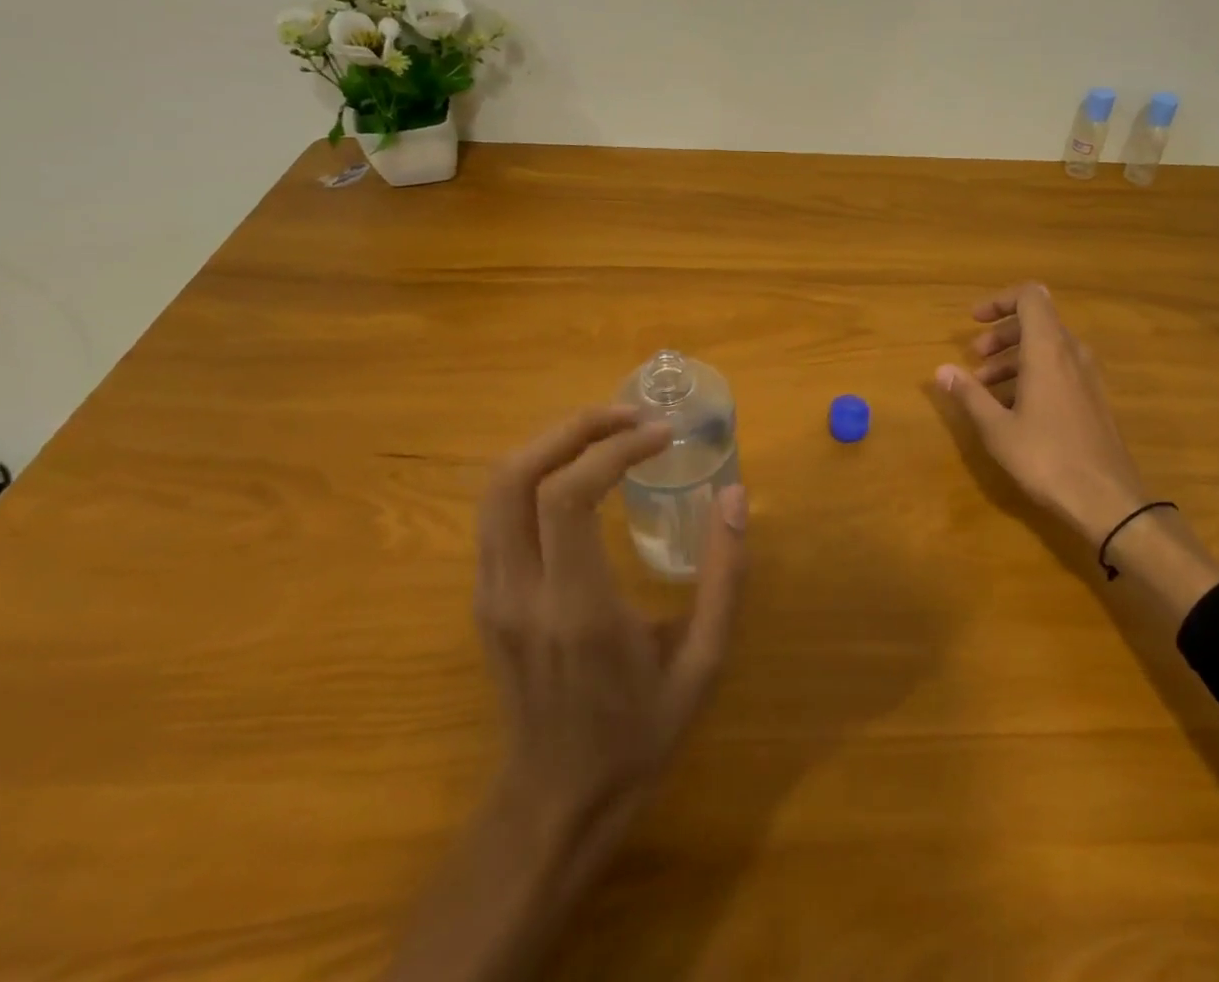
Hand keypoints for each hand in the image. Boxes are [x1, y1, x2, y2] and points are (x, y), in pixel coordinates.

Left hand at [477, 406, 748, 836]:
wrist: (556, 801)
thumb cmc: (639, 732)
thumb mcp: (704, 661)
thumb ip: (724, 576)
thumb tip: (734, 495)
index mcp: (576, 609)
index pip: (567, 497)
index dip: (613, 448)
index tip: (661, 434)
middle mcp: (520, 594)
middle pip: (515, 476)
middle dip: (574, 428)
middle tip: (630, 416)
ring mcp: (491, 595)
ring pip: (495, 489)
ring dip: (551, 443)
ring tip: (608, 432)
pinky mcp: (484, 597)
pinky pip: (496, 511)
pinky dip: (537, 470)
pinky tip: (582, 471)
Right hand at [937, 283, 1149, 543]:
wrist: (1107, 500)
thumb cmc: (1046, 458)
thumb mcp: (997, 428)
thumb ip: (969, 394)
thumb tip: (941, 370)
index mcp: (1048, 350)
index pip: (1030, 297)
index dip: (1000, 301)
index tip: (974, 320)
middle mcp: (1071, 354)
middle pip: (1036, 322)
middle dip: (1001, 334)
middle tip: (974, 359)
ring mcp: (1087, 376)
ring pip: (1047, 348)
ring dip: (1013, 357)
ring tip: (985, 387)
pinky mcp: (1092, 398)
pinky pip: (1059, 369)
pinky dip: (1032, 374)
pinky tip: (1013, 407)